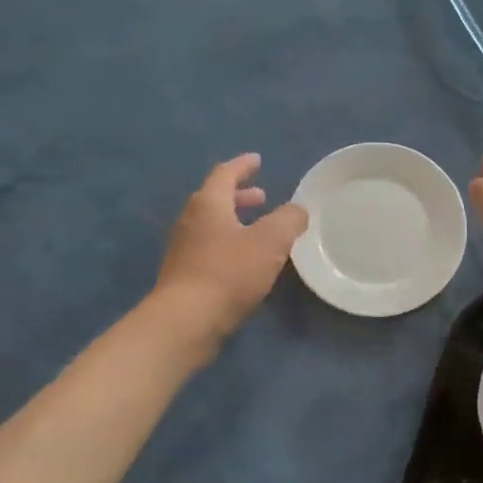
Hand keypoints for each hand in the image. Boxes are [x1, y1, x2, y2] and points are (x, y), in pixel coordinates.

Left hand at [156, 154, 307, 345]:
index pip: (225, 174)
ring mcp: (184, 250)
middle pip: (215, 199)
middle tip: (262, 196)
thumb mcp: (270, 241)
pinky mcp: (184, 276)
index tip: (257, 160)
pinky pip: (209, 248)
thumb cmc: (229, 272)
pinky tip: (246, 262)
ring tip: (258, 230)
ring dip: (235, 221)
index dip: (242, 166)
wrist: (186, 321)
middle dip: (240, 196)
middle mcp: (191, 221)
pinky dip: (229, 244)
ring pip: (211, 225)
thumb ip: (288, 220)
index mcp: (209, 204)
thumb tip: (298, 210)